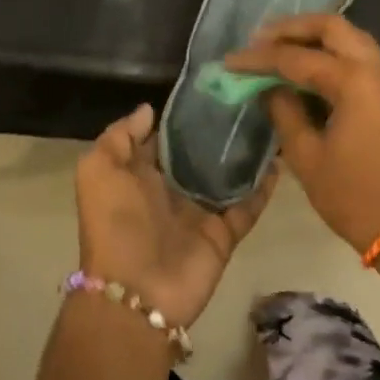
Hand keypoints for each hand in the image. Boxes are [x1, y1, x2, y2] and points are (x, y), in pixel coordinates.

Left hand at [74, 102, 274, 327]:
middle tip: (248, 97)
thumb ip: (120, 135)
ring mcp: (200, 211)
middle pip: (199, 155)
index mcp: (140, 174)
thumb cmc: (114, 222)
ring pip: (227, 176)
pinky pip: (248, 205)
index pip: (164, 138)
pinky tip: (281, 158)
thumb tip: (149, 109)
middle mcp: (171, 189)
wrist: (136, 291)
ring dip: (245, 154)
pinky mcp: (224, 233)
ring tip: (271, 120)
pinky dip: (264, 186)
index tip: (209, 88)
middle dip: (218, 131)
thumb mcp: (98, 169)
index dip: (181, 116)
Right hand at [224, 14, 379, 255]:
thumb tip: (267, 87)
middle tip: (259, 39)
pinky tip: (307, 70)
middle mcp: (379, 67)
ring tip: (278, 50)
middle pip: (331, 27)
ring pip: (349, 37)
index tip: (229, 62)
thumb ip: (283, 110)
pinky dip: (333, 54)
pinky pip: (361, 57)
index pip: (296, 57)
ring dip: (313, 38)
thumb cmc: (355, 197)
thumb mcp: (306, 156)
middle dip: (291, 28)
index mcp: (356, 81)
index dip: (258, 59)